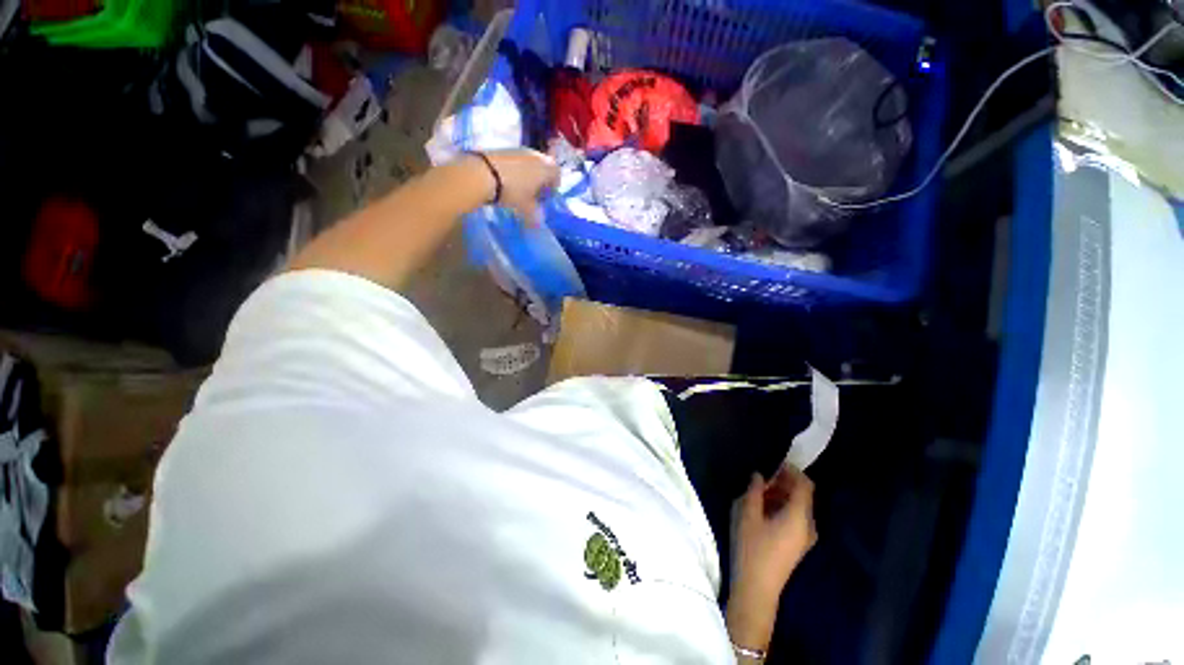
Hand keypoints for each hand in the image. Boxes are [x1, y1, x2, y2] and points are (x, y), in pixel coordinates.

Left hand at [482, 149, 559, 225]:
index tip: (546, 198)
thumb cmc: (512, 191)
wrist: (482, 173)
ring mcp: (519, 149)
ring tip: (519, 190)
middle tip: (534, 195)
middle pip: (543, 167)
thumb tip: (538, 224)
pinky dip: (515, 170)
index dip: (553, 187)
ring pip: (529, 164)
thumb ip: (535, 216)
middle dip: (540, 181)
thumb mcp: (526, 208)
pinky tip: (506, 182)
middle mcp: (536, 155)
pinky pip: (516, 161)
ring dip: (527, 175)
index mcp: (546, 167)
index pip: (557, 175)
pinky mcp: (504, 149)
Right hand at [726, 465, 816, 652]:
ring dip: (782, 494)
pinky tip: (764, 507)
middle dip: (785, 481)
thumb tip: (759, 475)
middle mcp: (809, 525)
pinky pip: (796, 517)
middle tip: (763, 476)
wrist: (757, 588)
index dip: (792, 470)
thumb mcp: (748, 514)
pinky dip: (783, 506)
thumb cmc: (752, 548)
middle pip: (803, 495)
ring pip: (799, 506)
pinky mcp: (798, 544)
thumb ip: (755, 491)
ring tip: (760, 490)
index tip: (774, 463)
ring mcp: (805, 537)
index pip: (805, 485)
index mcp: (800, 516)